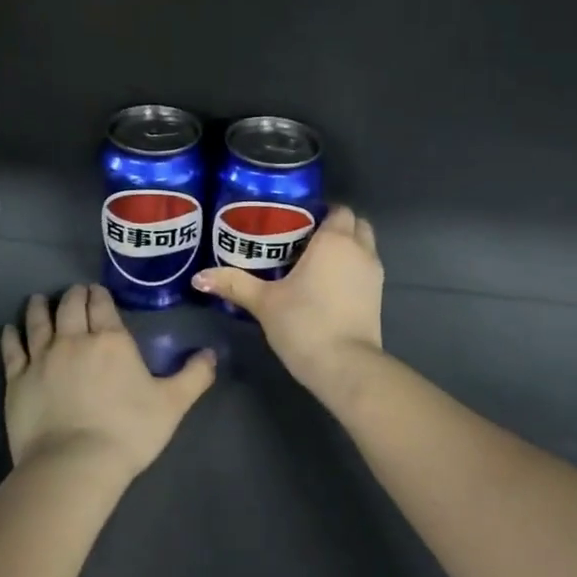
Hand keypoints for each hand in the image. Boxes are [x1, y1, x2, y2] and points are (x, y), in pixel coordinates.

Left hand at [1, 284, 215, 479]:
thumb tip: (212, 353)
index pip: (101, 305)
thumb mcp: (173, 404)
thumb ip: (195, 376)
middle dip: (74, 296)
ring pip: (38, 321)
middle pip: (70, 307)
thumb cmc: (129, 432)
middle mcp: (74, 340)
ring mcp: (41, 357)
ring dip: (40, 307)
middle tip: (75, 293)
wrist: (75, 463)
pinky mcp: (16, 379)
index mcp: (111, 341)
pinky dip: (11, 335)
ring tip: (40, 299)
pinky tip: (9, 329)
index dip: (99, 295)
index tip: (97, 291)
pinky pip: (12, 349)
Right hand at [193, 204, 381, 396]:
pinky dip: (351, 271)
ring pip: (364, 248)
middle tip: (303, 242)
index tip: (295, 224)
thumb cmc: (304, 324)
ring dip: (346, 249)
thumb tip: (198, 277)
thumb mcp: (263, 302)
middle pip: (356, 224)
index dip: (320, 212)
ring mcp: (374, 274)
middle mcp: (360, 251)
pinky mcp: (378, 298)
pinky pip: (365, 270)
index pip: (338, 210)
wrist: (345, 366)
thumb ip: (234, 284)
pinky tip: (326, 287)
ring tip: (312, 264)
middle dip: (336, 227)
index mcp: (334, 240)